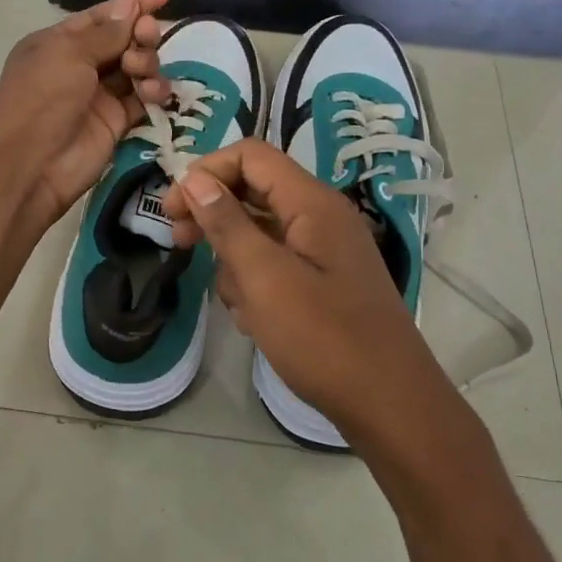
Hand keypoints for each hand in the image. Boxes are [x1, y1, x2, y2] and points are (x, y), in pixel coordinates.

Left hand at [0, 0, 172, 231]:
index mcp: (59, 43)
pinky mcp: (115, 123)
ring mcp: (98, 95)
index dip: (132, 4)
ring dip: (146, 63)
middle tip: (147, 36)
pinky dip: (152, 92)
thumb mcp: (69, 54)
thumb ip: (106, 32)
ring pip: (137, 68)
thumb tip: (131, 3)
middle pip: (123, 40)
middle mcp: (79, 66)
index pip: (102, 17)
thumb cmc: (42, 98)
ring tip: (141, 71)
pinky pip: (142, 99)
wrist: (31, 163)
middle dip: (141, 34)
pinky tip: (153, 94)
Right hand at [163, 139, 446, 446]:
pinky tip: (254, 320)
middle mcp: (320, 216)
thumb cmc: (324, 338)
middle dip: (213, 214)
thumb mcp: (264, 278)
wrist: (389, 404)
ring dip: (235, 259)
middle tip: (179, 243)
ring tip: (236, 303)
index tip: (173, 209)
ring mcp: (323, 250)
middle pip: (253, 191)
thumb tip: (194, 179)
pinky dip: (256, 283)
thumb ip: (227, 224)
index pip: (250, 156)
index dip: (207, 172)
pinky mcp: (323, 281)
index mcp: (312, 203)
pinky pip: (275, 264)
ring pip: (260, 232)